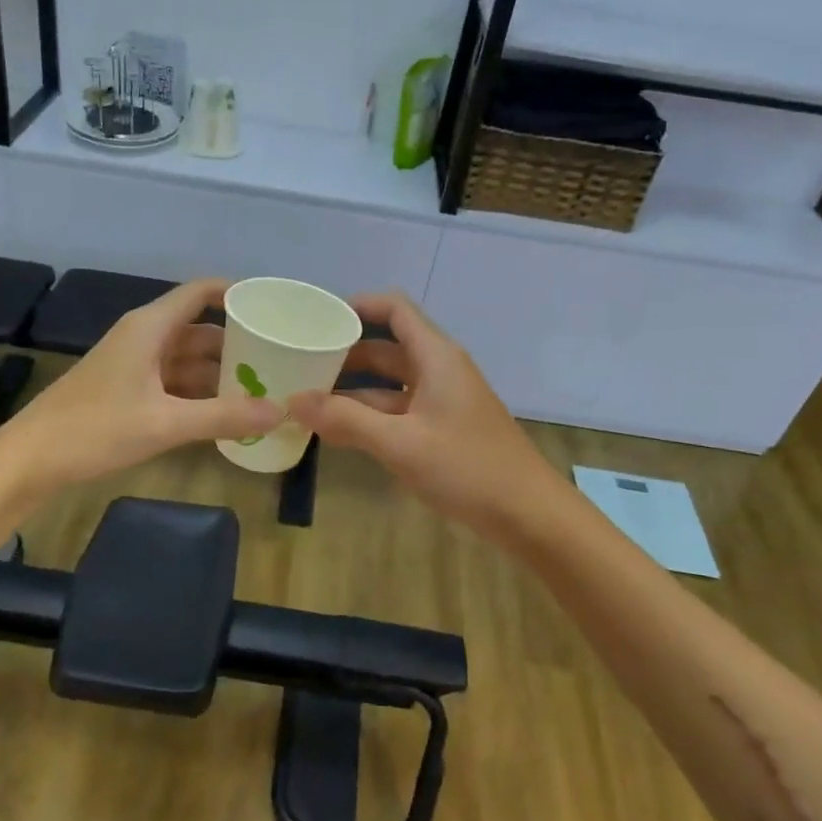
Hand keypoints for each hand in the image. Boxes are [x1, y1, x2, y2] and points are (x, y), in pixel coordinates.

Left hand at [0, 277, 281, 495]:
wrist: (30, 459)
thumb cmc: (95, 429)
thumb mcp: (165, 424)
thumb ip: (224, 417)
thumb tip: (279, 412)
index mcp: (150, 328)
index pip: (200, 293)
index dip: (236, 294)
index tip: (273, 309)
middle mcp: (143, 338)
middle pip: (199, 330)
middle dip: (236, 344)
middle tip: (279, 361)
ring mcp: (133, 365)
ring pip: (187, 359)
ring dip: (219, 373)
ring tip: (261, 389)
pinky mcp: (126, 390)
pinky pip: (172, 382)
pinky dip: (198, 393)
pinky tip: (223, 413)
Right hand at [287, 293, 561, 544]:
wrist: (528, 514)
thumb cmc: (467, 468)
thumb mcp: (400, 443)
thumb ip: (346, 420)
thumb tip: (292, 401)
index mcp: (436, 357)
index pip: (395, 309)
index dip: (357, 306)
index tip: (317, 320)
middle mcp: (439, 371)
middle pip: (387, 347)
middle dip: (344, 354)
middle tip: (300, 365)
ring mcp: (442, 401)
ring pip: (389, 384)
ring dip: (352, 391)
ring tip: (307, 401)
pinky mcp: (442, 429)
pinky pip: (398, 411)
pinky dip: (369, 416)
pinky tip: (338, 432)